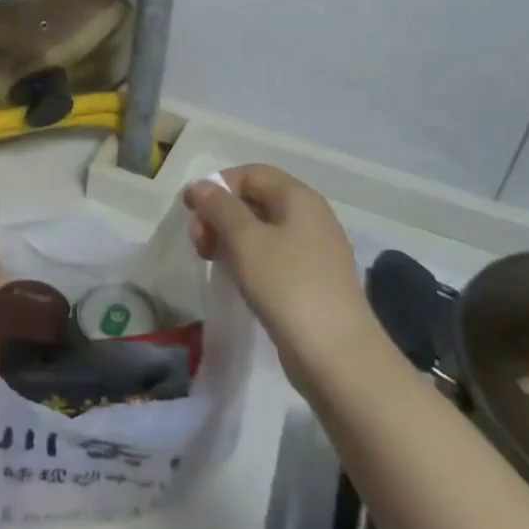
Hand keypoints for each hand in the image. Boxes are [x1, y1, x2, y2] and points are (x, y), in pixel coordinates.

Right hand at [184, 165, 372, 354]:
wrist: (336, 355)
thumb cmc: (287, 285)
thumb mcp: (245, 239)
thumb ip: (219, 207)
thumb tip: (201, 187)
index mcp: (299, 198)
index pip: (251, 174)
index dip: (218, 186)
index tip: (192, 212)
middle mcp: (310, 217)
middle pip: (255, 199)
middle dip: (220, 214)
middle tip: (200, 242)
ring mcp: (314, 251)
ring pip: (261, 229)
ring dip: (230, 238)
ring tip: (212, 261)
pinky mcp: (311, 280)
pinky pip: (272, 255)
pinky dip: (248, 259)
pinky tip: (236, 279)